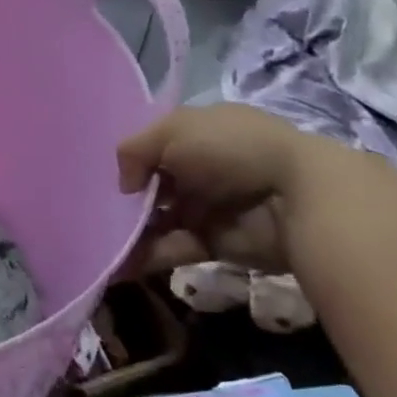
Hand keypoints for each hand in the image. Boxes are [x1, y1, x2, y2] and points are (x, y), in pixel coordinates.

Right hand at [118, 104, 312, 278]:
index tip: (107, 178)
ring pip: (159, 220)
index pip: (156, 147)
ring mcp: (210, 207)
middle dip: (126, 202)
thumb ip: (134, 151)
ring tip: (103, 246)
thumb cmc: (231, 150)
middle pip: (154, 187)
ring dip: (130, 233)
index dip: (132, 162)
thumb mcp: (172, 130)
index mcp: (199, 135)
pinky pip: (173, 248)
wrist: (297, 197)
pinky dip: (147, 257)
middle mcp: (203, 169)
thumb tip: (126, 187)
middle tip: (98, 216)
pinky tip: (118, 265)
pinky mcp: (215, 243)